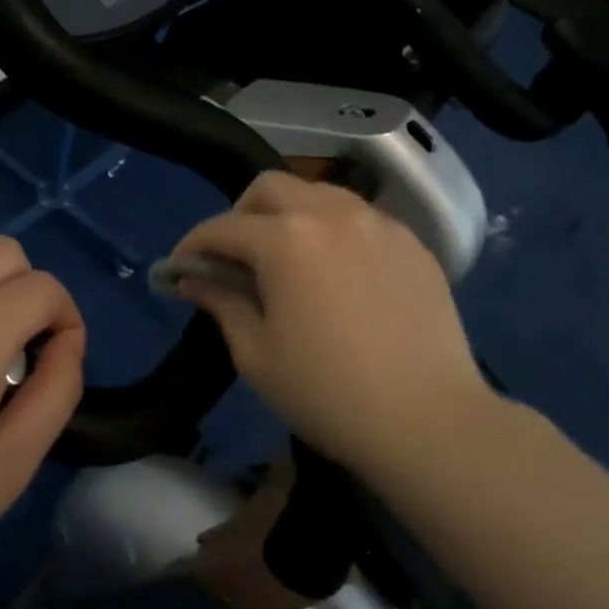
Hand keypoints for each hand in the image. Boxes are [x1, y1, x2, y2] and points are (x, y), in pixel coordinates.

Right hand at [171, 172, 493, 478]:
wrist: (428, 420)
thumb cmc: (327, 393)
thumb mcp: (256, 355)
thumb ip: (221, 303)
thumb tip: (193, 279)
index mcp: (286, 239)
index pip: (223, 227)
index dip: (193, 245)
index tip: (179, 267)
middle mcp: (331, 213)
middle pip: (270, 188)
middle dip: (240, 214)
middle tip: (234, 257)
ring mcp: (378, 223)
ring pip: (319, 194)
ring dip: (289, 215)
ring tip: (286, 259)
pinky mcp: (411, 243)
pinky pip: (359, 219)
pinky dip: (333, 231)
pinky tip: (336, 272)